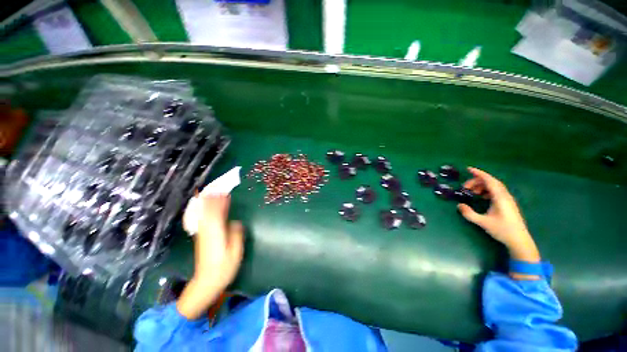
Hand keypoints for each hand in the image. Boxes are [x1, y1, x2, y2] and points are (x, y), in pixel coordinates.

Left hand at [177, 195, 243, 319]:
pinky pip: (203, 219)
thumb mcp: (235, 251)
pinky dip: (205, 211)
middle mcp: (207, 230)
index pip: (217, 212)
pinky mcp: (202, 237)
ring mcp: (203, 234)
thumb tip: (235, 222)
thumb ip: (236, 234)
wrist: (206, 281)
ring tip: (211, 192)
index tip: (224, 191)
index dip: (220, 201)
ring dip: (207, 202)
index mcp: (216, 233)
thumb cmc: (224, 267)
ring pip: (204, 214)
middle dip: (212, 198)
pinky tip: (207, 207)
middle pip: (208, 211)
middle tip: (217, 186)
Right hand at [457, 167, 539, 265]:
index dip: (479, 173)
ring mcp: (507, 200)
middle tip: (464, 187)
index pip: (489, 180)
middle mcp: (505, 196)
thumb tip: (459, 205)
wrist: (519, 240)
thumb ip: (469, 214)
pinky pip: (496, 192)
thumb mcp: (483, 222)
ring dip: (481, 186)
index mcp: (500, 198)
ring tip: (471, 192)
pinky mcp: (507, 204)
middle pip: (491, 182)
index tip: (468, 169)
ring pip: (493, 187)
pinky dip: (486, 191)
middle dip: (476, 181)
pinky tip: (481, 197)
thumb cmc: (502, 230)